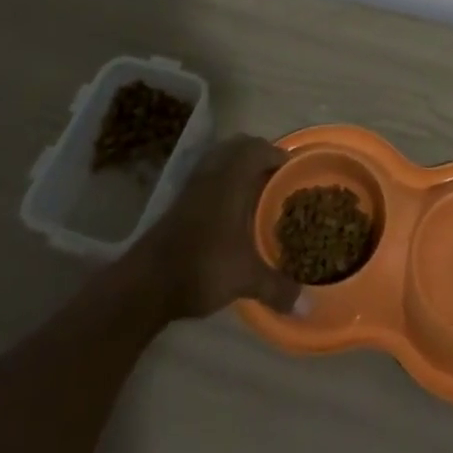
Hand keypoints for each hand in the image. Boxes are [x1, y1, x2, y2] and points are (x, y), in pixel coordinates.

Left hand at [136, 135, 304, 319]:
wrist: (146, 283)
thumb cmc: (202, 266)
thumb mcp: (245, 278)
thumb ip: (276, 287)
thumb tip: (306, 306)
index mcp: (232, 178)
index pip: (258, 148)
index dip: (278, 155)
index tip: (292, 173)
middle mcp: (213, 172)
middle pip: (239, 145)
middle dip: (259, 155)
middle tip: (275, 178)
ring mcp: (193, 184)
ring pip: (220, 157)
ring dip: (237, 164)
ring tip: (254, 190)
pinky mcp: (179, 199)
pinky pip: (207, 173)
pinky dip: (221, 178)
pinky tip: (228, 208)